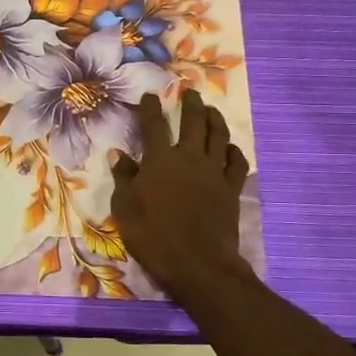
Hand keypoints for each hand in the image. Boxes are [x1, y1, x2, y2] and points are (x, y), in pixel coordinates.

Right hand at [109, 90, 251, 303]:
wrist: (197, 263)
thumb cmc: (152, 235)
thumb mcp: (125, 207)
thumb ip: (124, 177)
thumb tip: (119, 154)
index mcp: (159, 160)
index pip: (153, 125)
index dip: (150, 108)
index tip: (150, 95)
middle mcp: (188, 158)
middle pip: (193, 122)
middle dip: (190, 104)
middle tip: (189, 91)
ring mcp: (213, 172)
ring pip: (218, 136)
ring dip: (214, 119)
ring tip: (211, 109)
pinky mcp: (231, 189)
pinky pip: (236, 163)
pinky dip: (233, 151)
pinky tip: (230, 148)